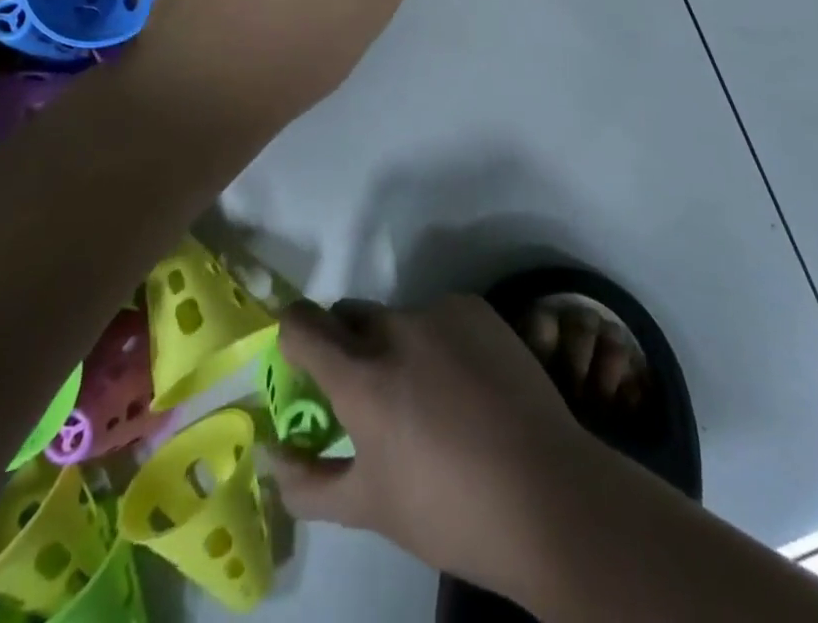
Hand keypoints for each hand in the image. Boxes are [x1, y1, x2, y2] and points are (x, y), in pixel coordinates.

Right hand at [269, 298, 608, 601]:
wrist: (547, 492)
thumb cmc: (449, 510)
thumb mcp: (369, 507)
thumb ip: (308, 481)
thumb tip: (270, 453)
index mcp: (362, 377)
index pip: (302, 323)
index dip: (291, 334)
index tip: (299, 358)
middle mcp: (396, 329)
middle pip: (349, 316)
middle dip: (345, 344)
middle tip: (368, 393)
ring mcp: (440, 312)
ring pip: (397, 318)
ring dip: (395, 347)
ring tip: (431, 397)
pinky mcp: (476, 308)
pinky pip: (438, 316)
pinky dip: (437, 341)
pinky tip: (466, 384)